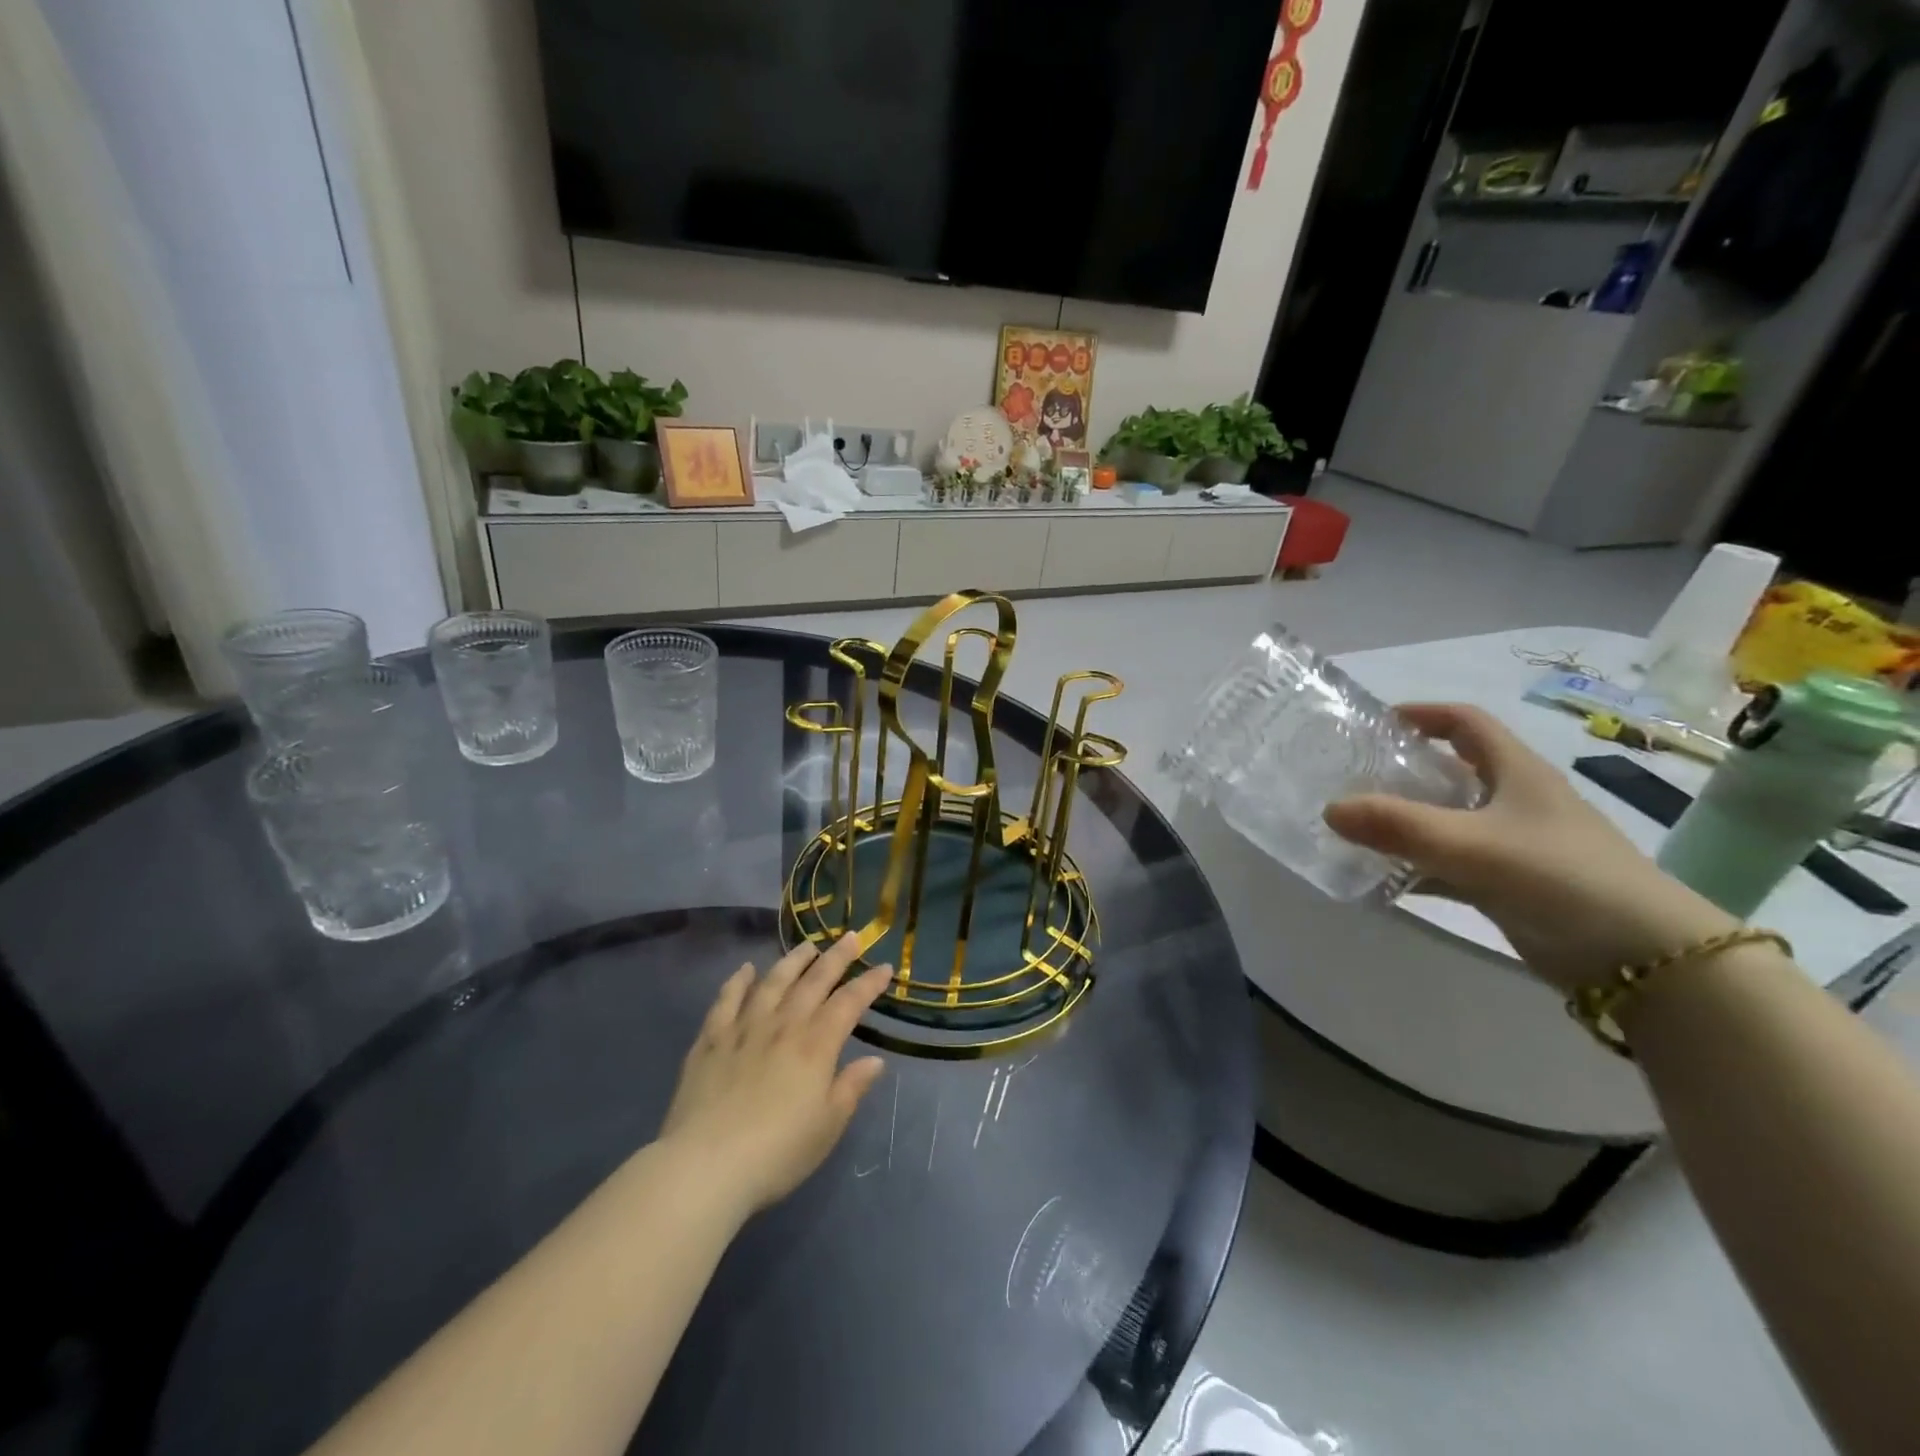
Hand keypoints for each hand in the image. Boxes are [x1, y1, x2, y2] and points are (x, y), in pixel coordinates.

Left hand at [658, 934, 892, 1218]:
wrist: (705, 1166)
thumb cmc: (777, 1153)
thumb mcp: (827, 1126)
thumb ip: (851, 1088)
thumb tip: (875, 1061)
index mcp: (816, 1046)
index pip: (849, 1003)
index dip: (869, 983)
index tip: (884, 967)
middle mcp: (783, 1026)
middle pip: (814, 981)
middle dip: (836, 958)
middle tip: (851, 937)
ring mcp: (744, 1028)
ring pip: (773, 982)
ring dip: (793, 961)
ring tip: (807, 946)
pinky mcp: (710, 1041)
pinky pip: (726, 1000)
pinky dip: (738, 981)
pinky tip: (746, 970)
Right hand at [1324, 703, 1737, 994]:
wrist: (1644, 960)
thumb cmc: (1562, 878)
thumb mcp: (1473, 846)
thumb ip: (1399, 827)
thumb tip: (1330, 808)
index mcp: (1517, 772)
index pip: (1466, 722)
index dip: (1422, 714)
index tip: (1374, 723)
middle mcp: (1515, 800)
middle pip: (1451, 770)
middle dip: (1401, 770)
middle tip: (1351, 778)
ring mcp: (1513, 844)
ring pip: (1447, 819)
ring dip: (1404, 821)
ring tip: (1353, 827)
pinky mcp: (1509, 884)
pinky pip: (1449, 864)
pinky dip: (1415, 866)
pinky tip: (1381, 878)